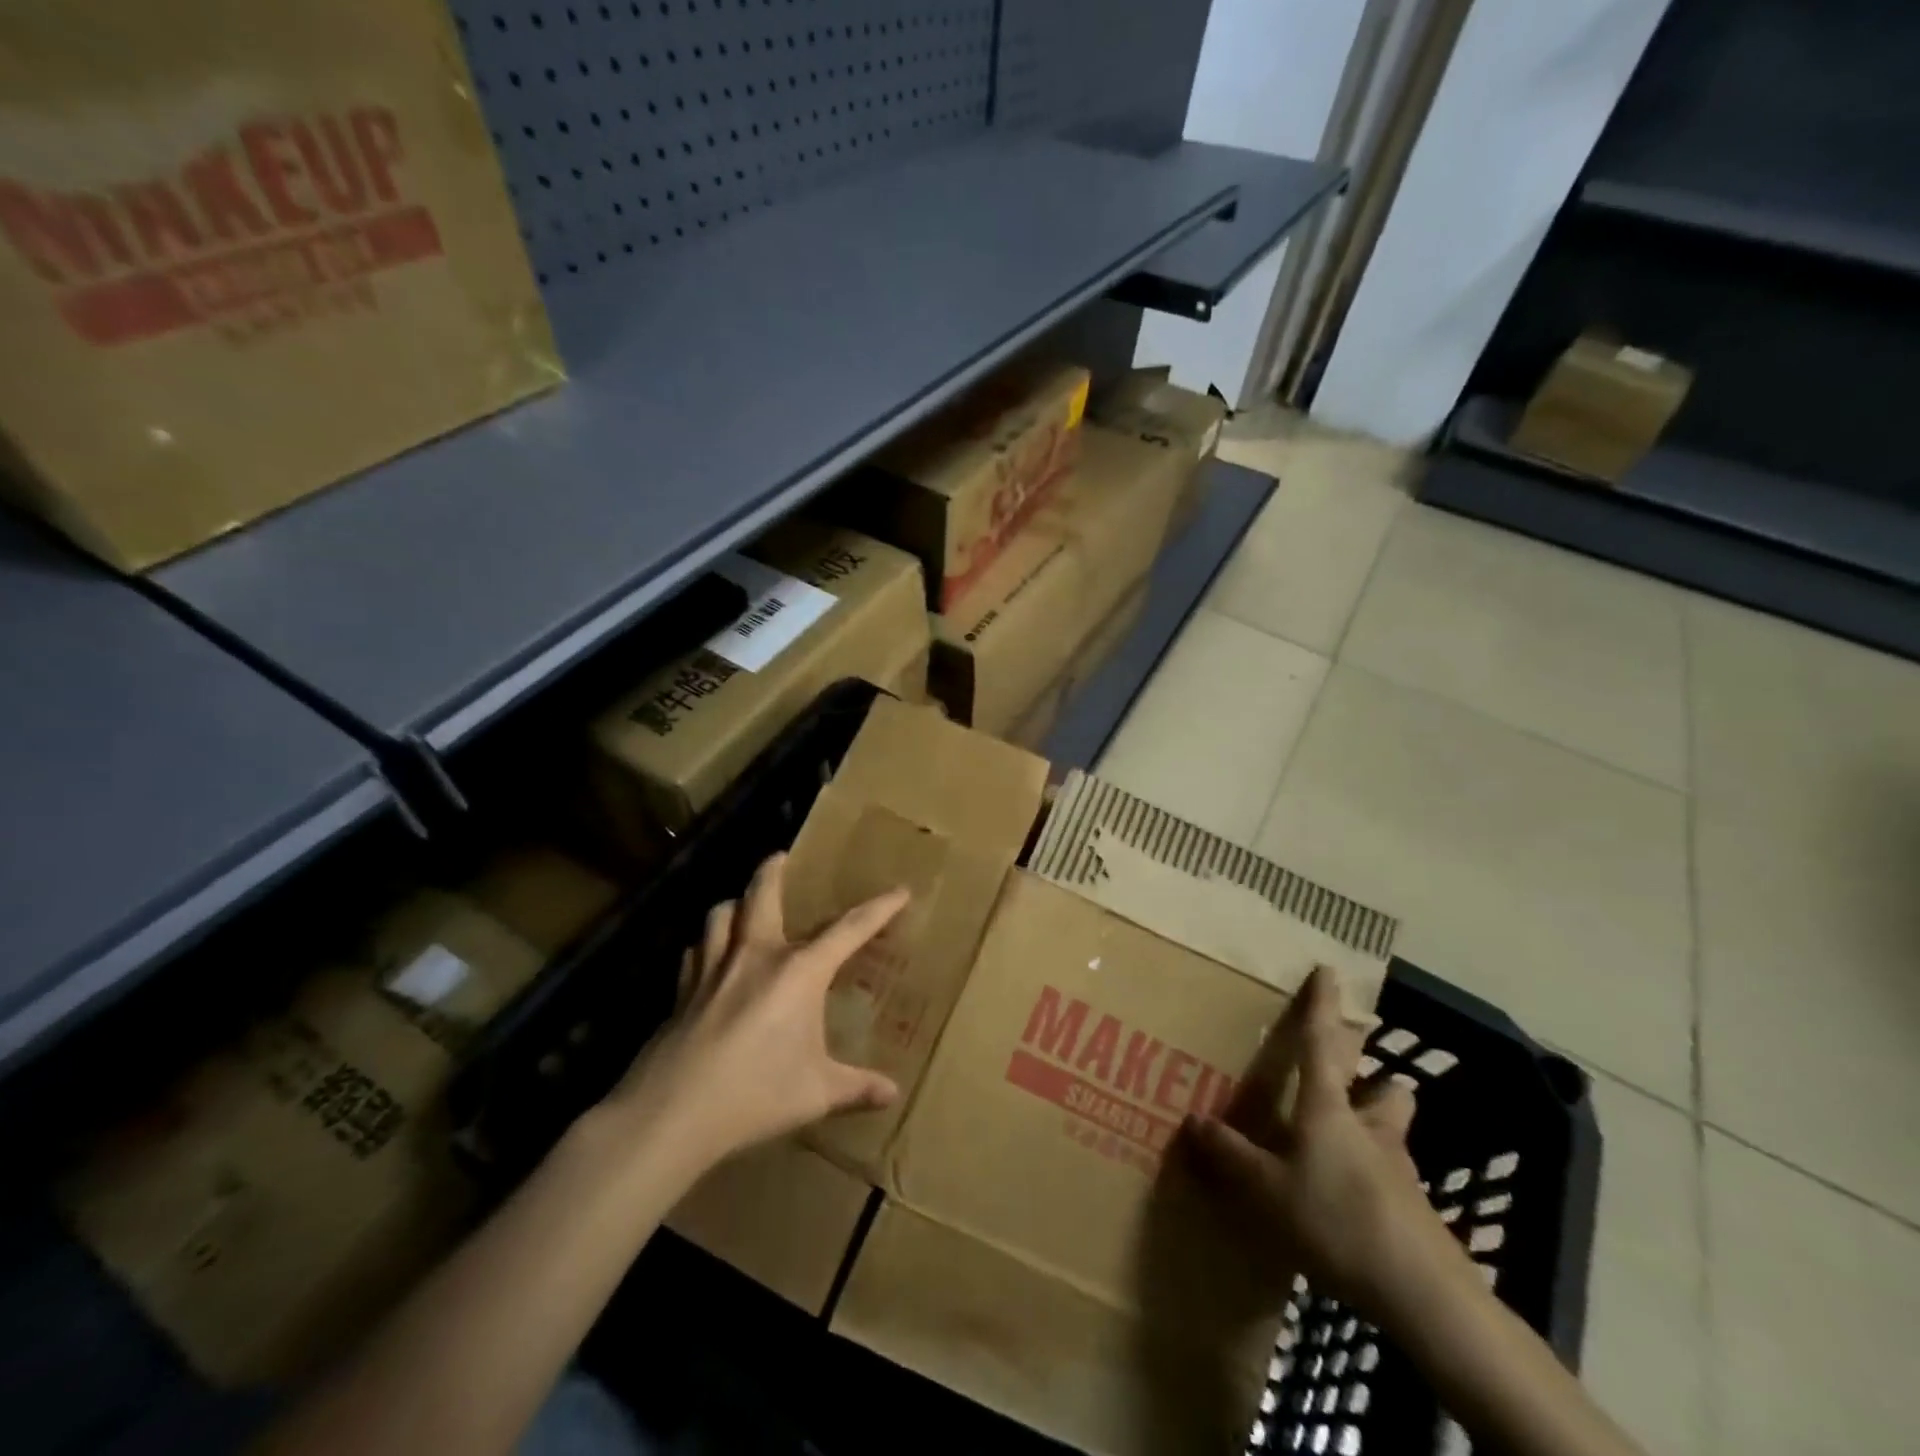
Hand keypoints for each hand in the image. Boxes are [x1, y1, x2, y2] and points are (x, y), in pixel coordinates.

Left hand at [605, 852, 906, 1168]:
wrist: (671, 1113)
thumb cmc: (754, 1096)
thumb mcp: (816, 1094)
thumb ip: (856, 1088)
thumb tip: (893, 1094)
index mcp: (798, 972)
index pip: (849, 929)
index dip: (879, 908)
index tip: (900, 891)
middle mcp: (756, 956)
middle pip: (762, 895)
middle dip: (773, 870)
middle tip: (781, 856)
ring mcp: (713, 969)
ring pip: (720, 914)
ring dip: (735, 904)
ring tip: (742, 905)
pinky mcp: (682, 990)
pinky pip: (694, 952)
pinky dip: (705, 945)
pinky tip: (707, 957)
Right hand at [1182, 966, 1461, 1320]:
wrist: (1424, 1296)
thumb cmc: (1337, 1221)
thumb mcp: (1267, 1192)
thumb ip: (1231, 1156)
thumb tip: (1192, 1121)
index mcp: (1329, 1111)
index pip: (1323, 1044)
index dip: (1323, 1006)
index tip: (1329, 970)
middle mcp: (1369, 1130)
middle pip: (1382, 1090)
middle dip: (1371, 1080)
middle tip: (1350, 1087)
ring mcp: (1400, 1171)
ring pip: (1394, 1133)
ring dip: (1377, 1129)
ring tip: (1347, 1148)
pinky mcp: (1417, 1213)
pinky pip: (1394, 1181)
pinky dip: (1375, 1183)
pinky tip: (1352, 1211)